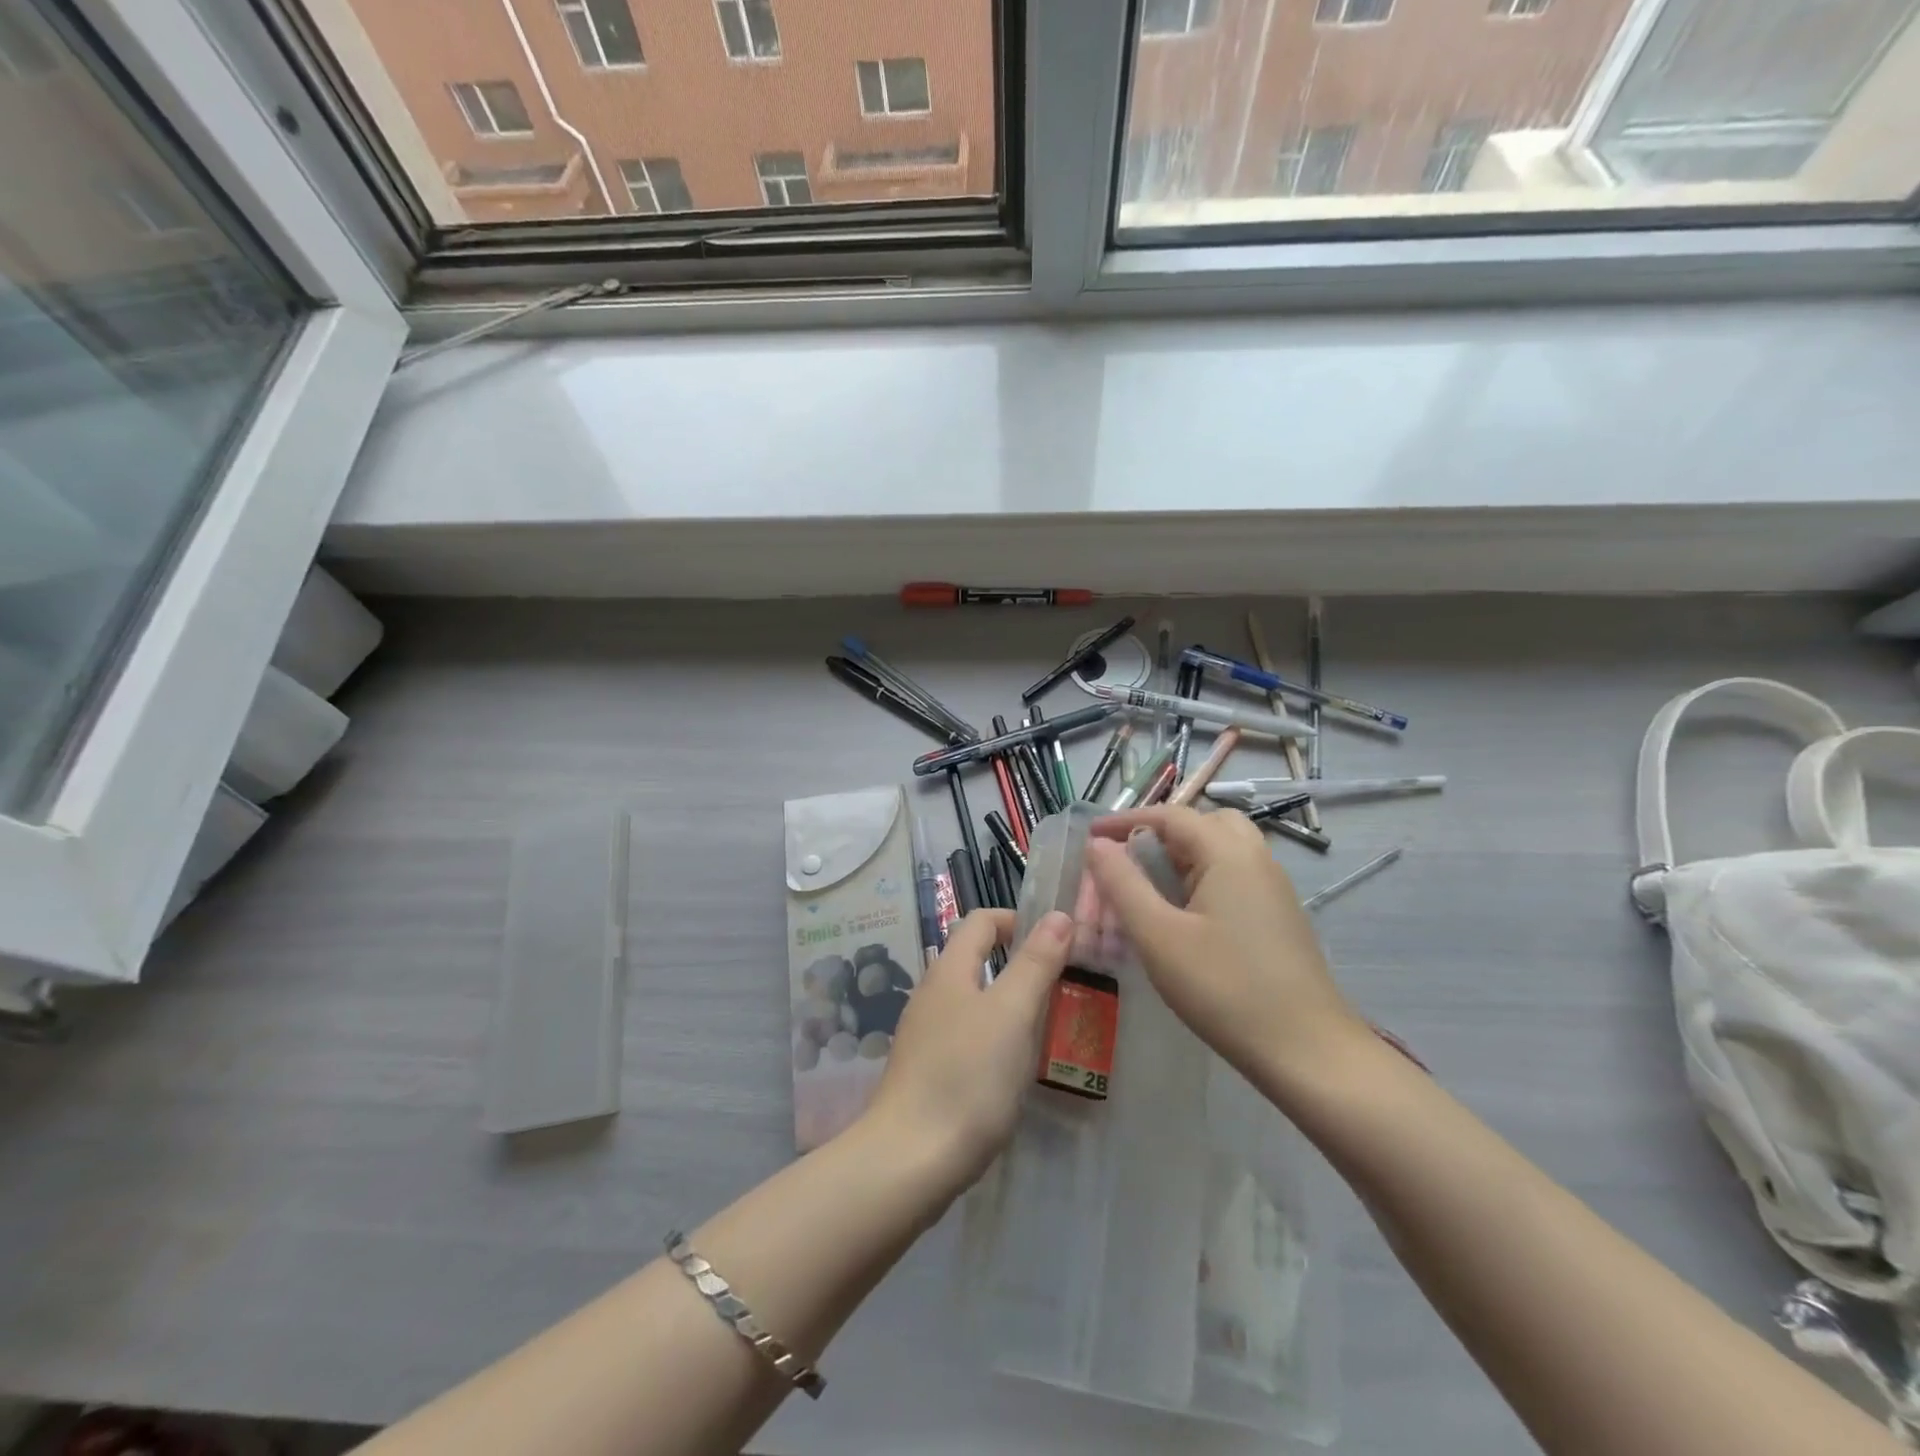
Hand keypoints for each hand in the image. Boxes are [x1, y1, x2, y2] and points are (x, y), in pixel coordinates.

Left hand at [863, 909, 1072, 1194]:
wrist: (909, 1161)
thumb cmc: (966, 1077)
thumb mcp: (1012, 1014)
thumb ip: (1035, 963)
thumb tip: (1058, 915)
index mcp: (948, 971)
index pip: (980, 921)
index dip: (1017, 920)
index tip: (1057, 942)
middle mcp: (932, 995)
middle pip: (976, 960)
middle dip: (1020, 965)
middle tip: (1064, 988)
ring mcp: (925, 1035)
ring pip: (974, 1002)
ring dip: (1011, 1005)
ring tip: (1049, 1029)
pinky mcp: (927, 1072)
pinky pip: (968, 1038)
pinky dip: (996, 1039)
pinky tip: (1015, 1069)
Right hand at [1084, 806, 1369, 1085]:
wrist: (1307, 1050)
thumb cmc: (1224, 989)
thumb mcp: (1158, 936)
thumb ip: (1123, 884)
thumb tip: (1098, 845)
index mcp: (1228, 853)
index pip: (1171, 816)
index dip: (1126, 820)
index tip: (1090, 837)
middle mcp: (1256, 859)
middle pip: (1204, 823)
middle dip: (1162, 832)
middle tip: (1130, 861)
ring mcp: (1274, 888)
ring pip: (1224, 849)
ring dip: (1185, 855)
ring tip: (1153, 887)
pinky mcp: (1279, 916)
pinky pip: (1236, 875)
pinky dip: (1204, 876)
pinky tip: (1187, 916)